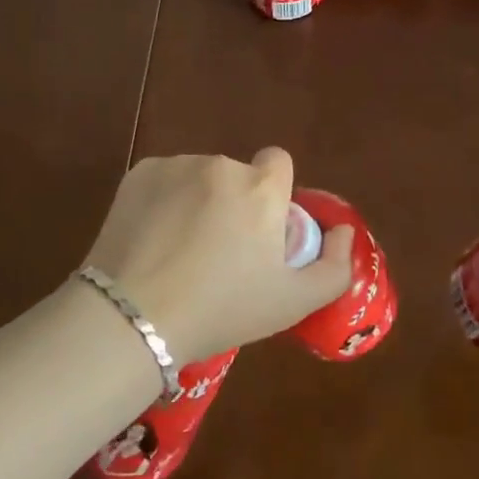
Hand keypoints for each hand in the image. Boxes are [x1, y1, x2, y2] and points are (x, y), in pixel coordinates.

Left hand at [82, 148, 355, 363]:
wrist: (135, 316)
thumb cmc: (222, 310)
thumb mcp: (292, 303)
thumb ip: (334, 267)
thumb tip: (343, 232)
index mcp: (261, 188)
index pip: (279, 162)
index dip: (274, 194)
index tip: (260, 231)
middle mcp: (221, 165)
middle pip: (237, 176)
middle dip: (234, 203)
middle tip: (219, 254)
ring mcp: (176, 165)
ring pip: (199, 178)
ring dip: (198, 201)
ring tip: (179, 252)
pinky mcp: (139, 174)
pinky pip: (164, 180)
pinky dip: (164, 201)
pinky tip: (153, 239)